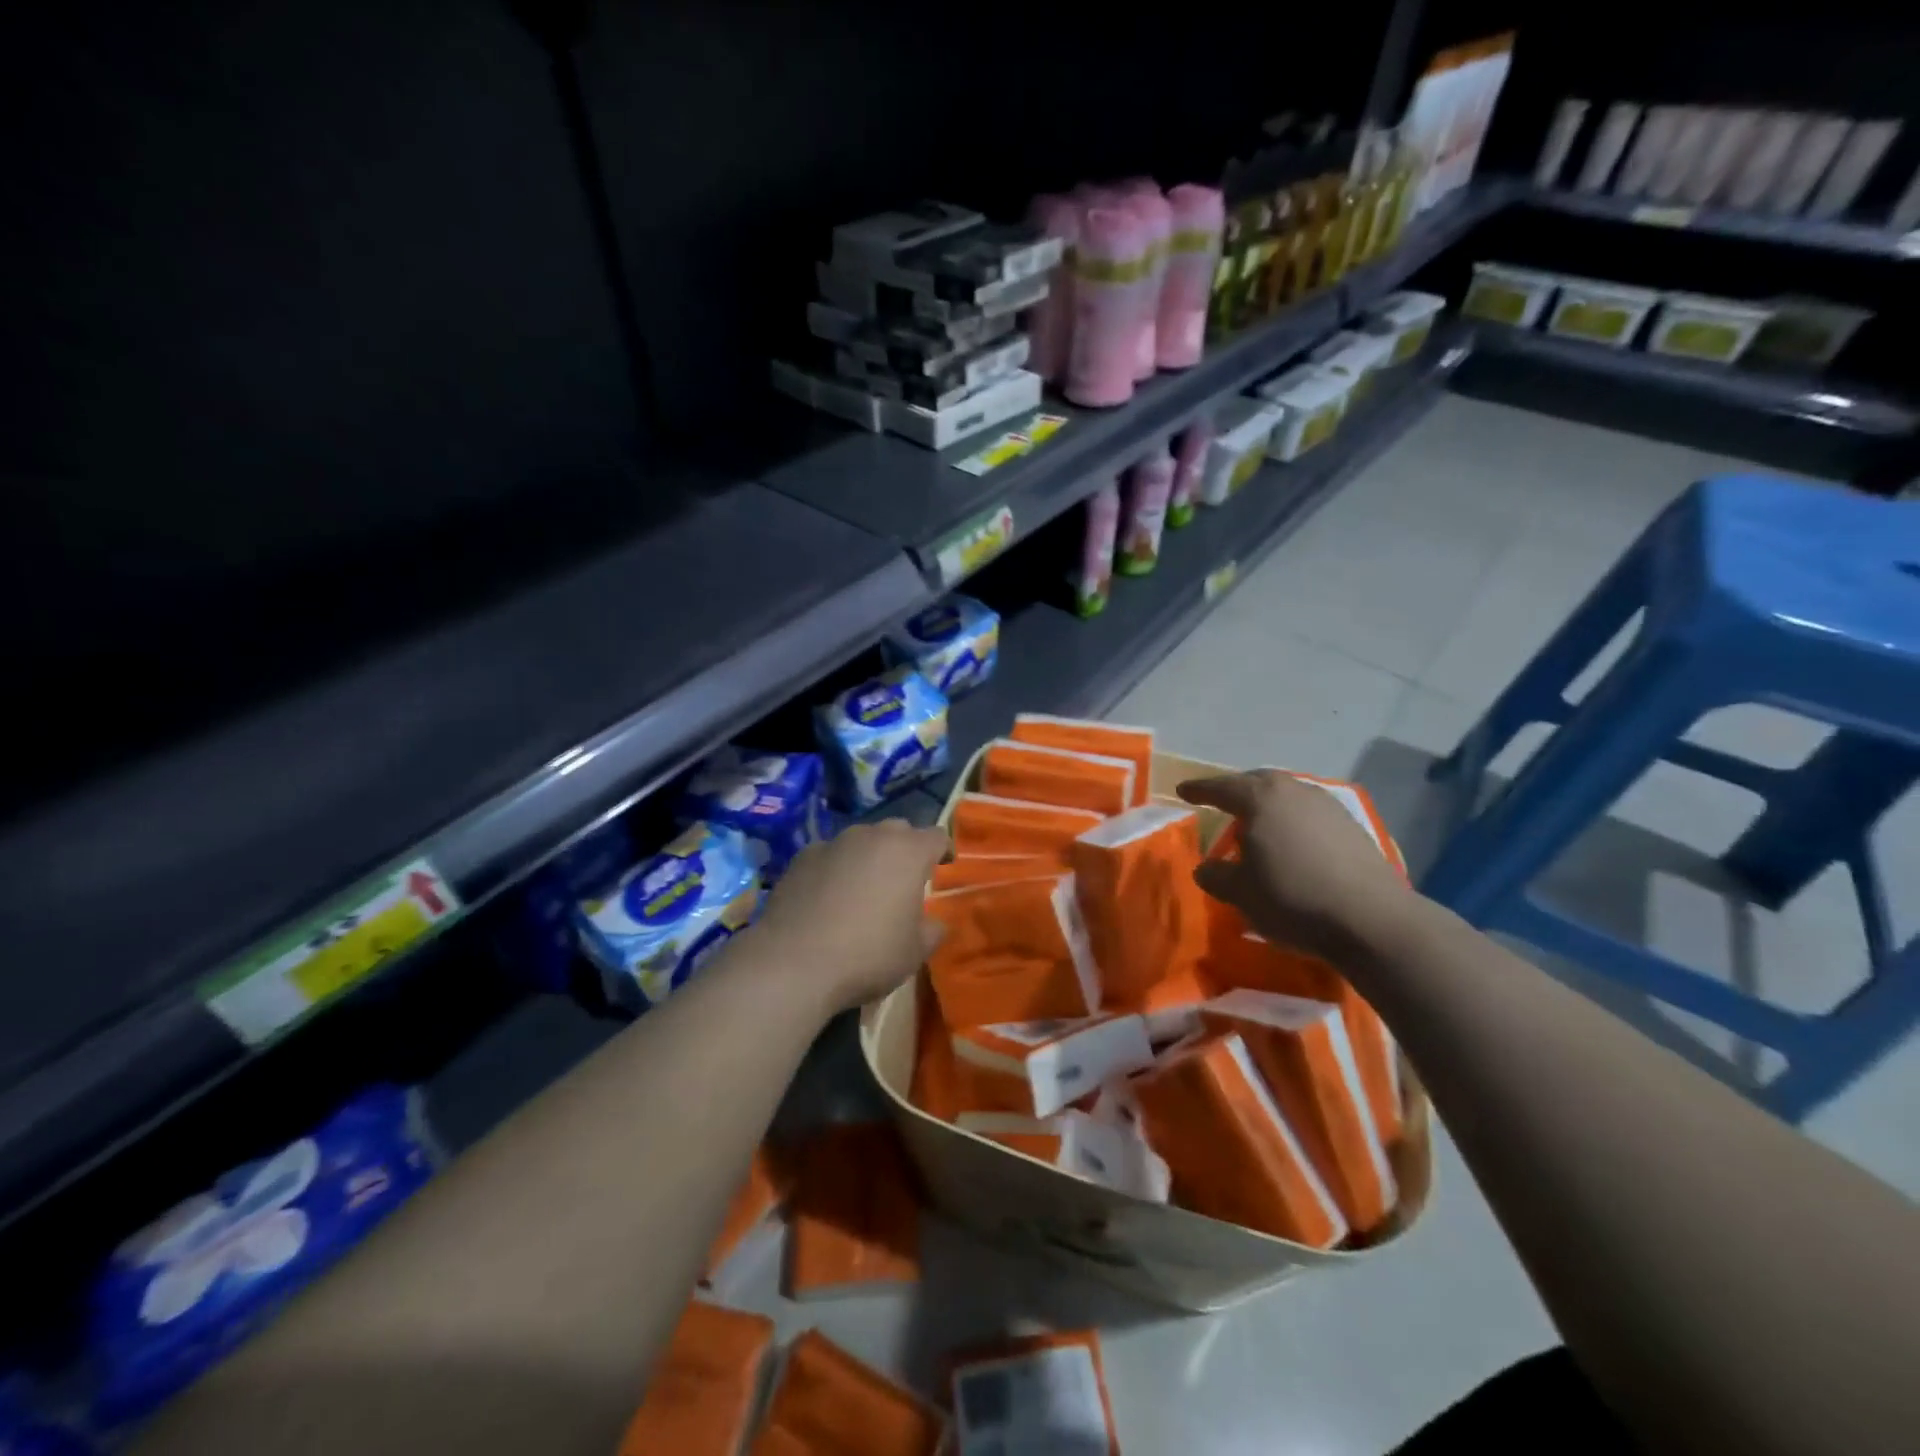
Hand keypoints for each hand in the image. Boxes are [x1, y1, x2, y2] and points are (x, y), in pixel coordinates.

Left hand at [749, 819, 949, 1013]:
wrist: (793, 963)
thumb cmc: (868, 955)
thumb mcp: (915, 952)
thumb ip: (931, 930)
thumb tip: (933, 922)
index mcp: (908, 852)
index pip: (936, 836)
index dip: (943, 850)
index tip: (943, 867)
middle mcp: (872, 836)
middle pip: (898, 830)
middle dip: (905, 849)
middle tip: (903, 879)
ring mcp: (833, 843)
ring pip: (860, 839)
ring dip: (868, 856)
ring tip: (863, 887)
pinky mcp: (801, 857)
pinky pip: (829, 855)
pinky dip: (835, 869)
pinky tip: (827, 897)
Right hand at [1178, 771, 1410, 960]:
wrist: (1371, 919)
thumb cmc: (1293, 899)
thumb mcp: (1240, 893)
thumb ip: (1216, 875)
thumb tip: (1207, 867)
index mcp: (1260, 799)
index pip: (1221, 788)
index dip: (1199, 790)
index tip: (1183, 791)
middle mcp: (1294, 791)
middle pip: (1257, 782)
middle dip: (1236, 789)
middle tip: (1220, 800)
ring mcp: (1327, 805)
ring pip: (1287, 795)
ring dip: (1267, 804)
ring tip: (1256, 823)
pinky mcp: (1351, 826)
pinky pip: (1308, 812)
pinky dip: (1292, 819)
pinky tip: (1291, 841)